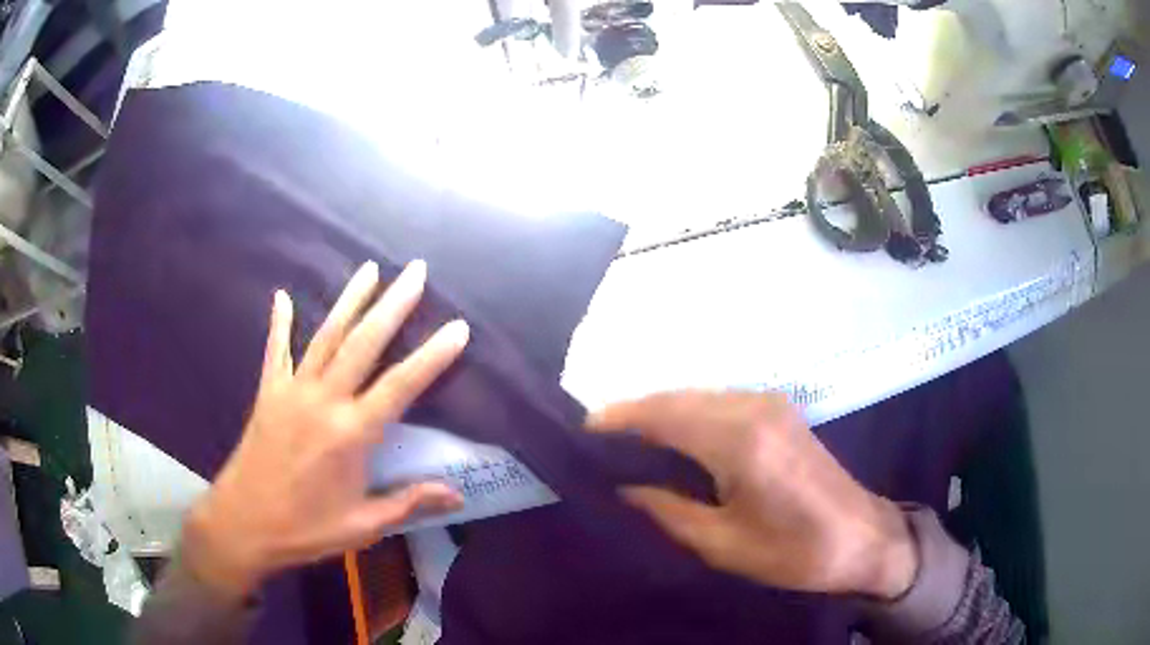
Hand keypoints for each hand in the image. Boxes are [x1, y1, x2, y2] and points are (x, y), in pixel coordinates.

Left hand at [182, 261, 468, 598]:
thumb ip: (408, 503)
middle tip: (417, 271)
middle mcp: (324, 401)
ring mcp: (292, 391)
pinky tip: (282, 296)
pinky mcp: (269, 393)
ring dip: (350, 300)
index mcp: (351, 435)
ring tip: (371, 268)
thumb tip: (457, 497)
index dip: (432, 356)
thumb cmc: (305, 529)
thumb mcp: (362, 526)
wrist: (243, 524)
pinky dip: (280, 322)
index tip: (458, 327)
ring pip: (326, 336)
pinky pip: (276, 350)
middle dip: (394, 304)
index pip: (401, 386)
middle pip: (364, 343)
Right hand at [588, 391, 916, 599]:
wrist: (862, 539)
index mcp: (738, 440)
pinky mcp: (779, 411)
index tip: (581, 435)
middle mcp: (752, 407)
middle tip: (598, 444)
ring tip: (627, 444)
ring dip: (660, 413)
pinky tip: (673, 440)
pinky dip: (688, 414)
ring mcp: (769, 403)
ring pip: (696, 396)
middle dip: (634, 414)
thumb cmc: (794, 552)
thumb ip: (667, 510)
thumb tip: (624, 488)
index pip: (662, 414)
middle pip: (676, 397)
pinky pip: (718, 402)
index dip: (617, 420)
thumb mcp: (722, 544)